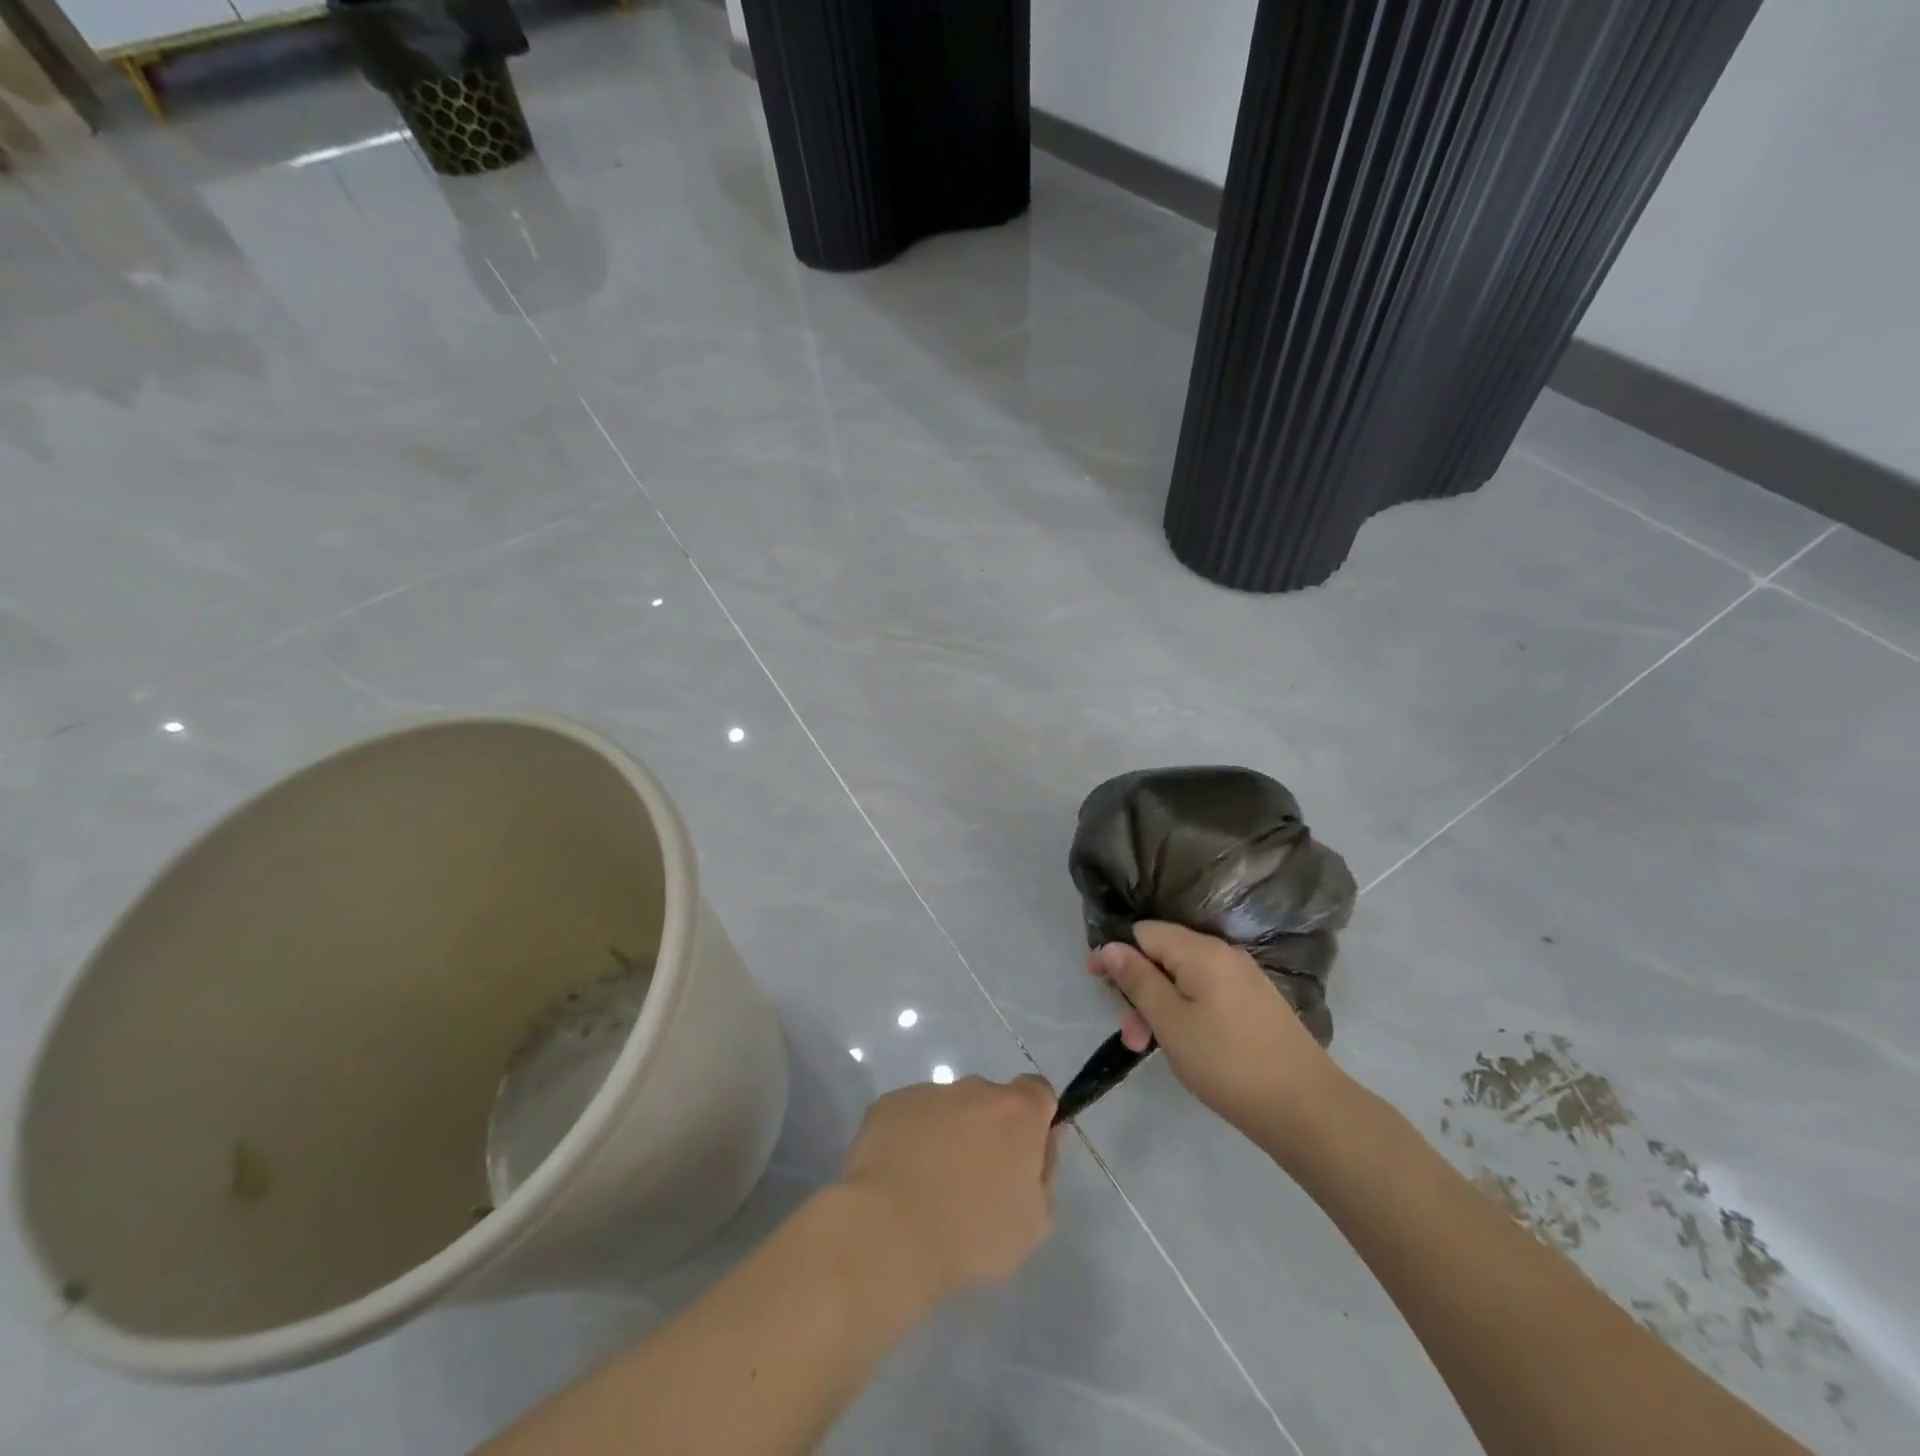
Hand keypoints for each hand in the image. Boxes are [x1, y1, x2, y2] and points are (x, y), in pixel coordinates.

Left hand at [839, 1074, 1059, 1297]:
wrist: (891, 1230)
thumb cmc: (973, 1232)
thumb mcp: (1034, 1221)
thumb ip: (1045, 1172)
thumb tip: (1043, 1142)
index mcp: (1017, 1111)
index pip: (1038, 1091)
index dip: (1035, 1120)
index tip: (1024, 1155)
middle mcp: (974, 1089)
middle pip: (990, 1101)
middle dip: (987, 1130)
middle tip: (974, 1181)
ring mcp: (929, 1092)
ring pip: (948, 1109)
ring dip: (947, 1135)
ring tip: (929, 1187)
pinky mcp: (890, 1104)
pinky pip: (910, 1117)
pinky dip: (910, 1139)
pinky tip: (899, 1179)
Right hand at [1088, 921, 1338, 1143]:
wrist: (1306, 1109)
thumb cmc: (1228, 1063)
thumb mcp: (1170, 1022)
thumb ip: (1138, 980)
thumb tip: (1111, 946)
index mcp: (1201, 951)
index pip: (1144, 932)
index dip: (1117, 954)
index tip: (1097, 984)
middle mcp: (1223, 954)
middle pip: (1163, 956)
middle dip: (1138, 990)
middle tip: (1130, 1035)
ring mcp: (1242, 979)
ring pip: (1183, 979)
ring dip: (1159, 1008)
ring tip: (1149, 1049)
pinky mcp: (1254, 1004)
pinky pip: (1205, 994)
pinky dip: (1185, 1013)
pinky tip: (1183, 1046)